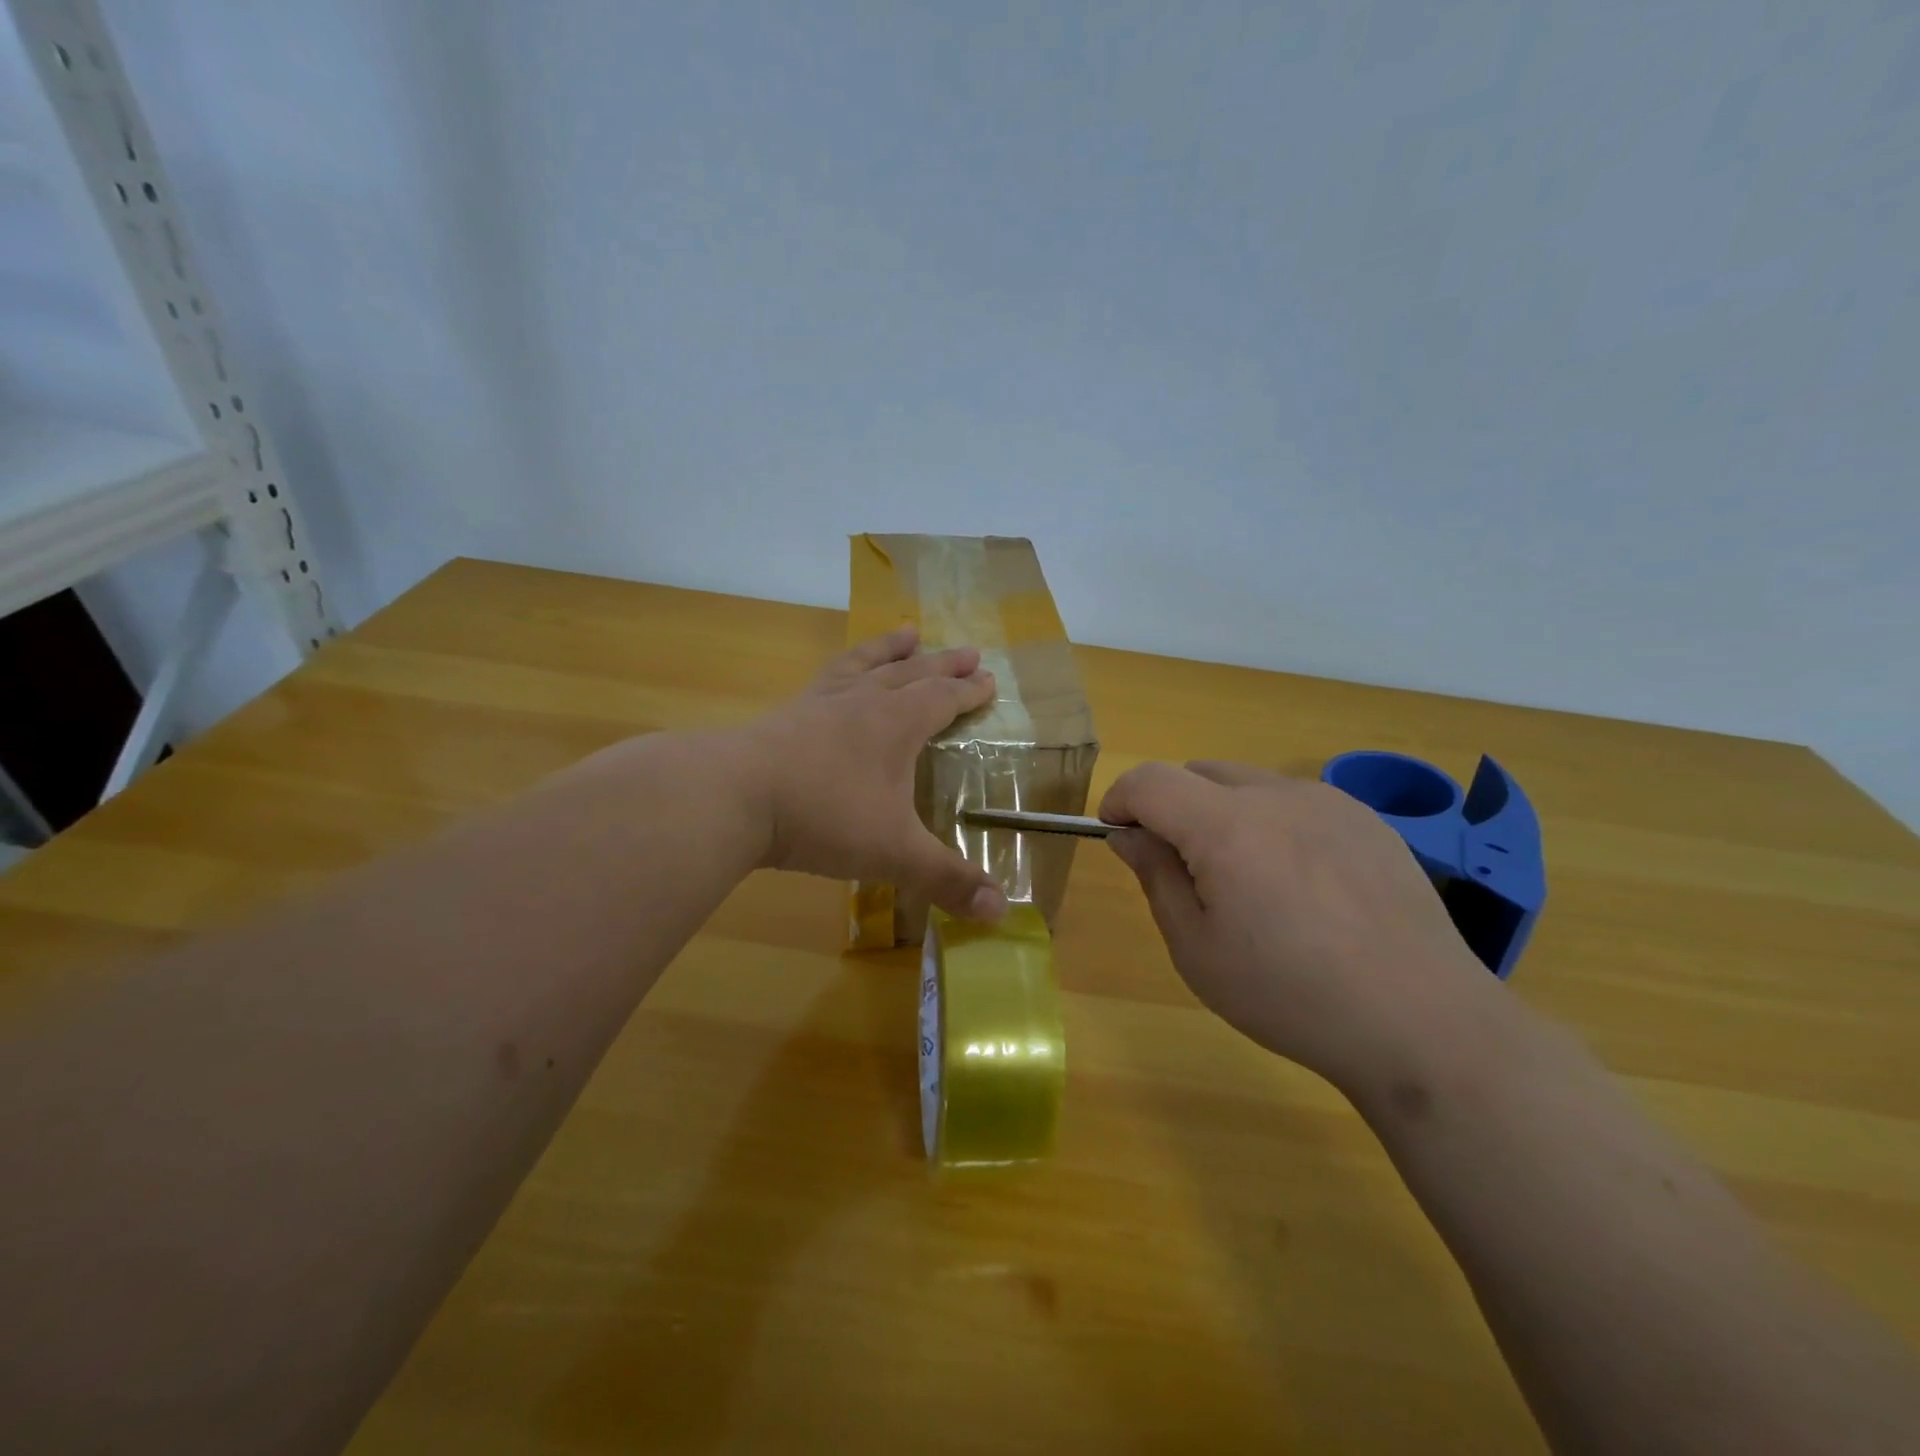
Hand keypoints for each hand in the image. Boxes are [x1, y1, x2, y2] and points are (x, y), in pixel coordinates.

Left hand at [737, 625, 1008, 922]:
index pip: (943, 699)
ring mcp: (821, 703)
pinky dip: (842, 669)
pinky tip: (837, 677)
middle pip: (912, 673)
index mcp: (897, 724)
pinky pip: (825, 679)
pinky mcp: (786, 714)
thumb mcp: (893, 852)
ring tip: (907, 632)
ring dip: (891, 649)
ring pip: (866, 665)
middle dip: (944, 665)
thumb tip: (1000, 912)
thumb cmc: (825, 817)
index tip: (989, 679)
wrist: (734, 796)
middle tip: (969, 652)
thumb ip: (947, 879)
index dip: (968, 691)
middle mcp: (864, 702)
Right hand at [1100, 760, 1494, 1092]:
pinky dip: (1272, 822)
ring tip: (1247, 879)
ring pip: (1247, 783)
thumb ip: (1156, 877)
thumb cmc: (1290, 995)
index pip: (1150, 780)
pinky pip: (1296, 802)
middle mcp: (1277, 796)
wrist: (1421, 1023)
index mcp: (1226, 827)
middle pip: (1197, 773)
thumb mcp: (1197, 949)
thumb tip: (1129, 835)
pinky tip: (1301, 884)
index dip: (1120, 800)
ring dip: (1222, 812)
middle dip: (1171, 807)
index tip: (1116, 834)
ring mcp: (1329, 802)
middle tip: (1182, 868)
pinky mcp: (1367, 820)